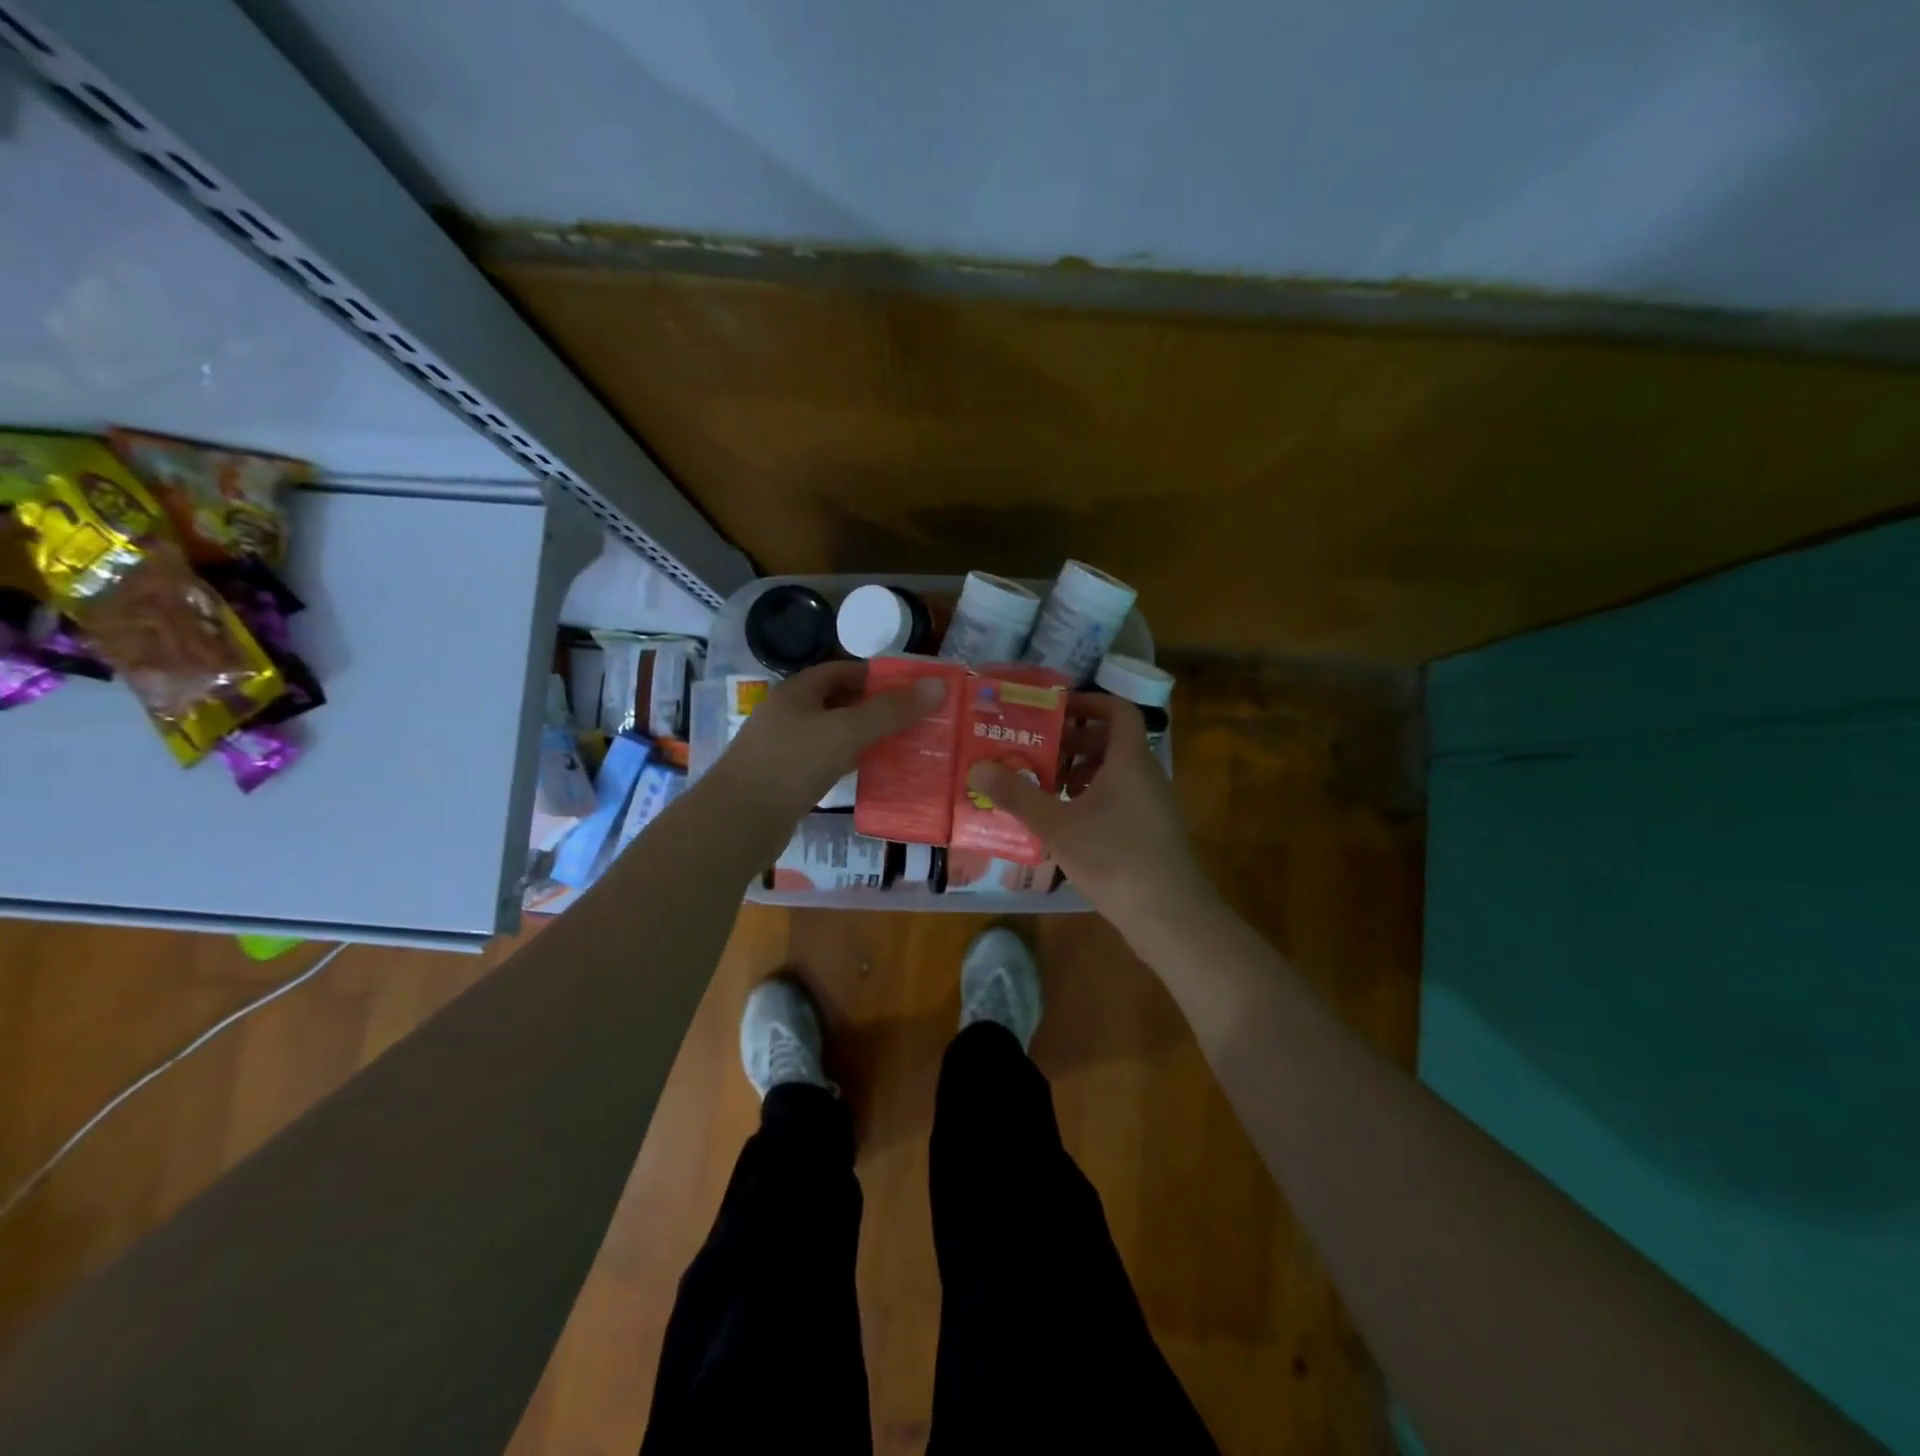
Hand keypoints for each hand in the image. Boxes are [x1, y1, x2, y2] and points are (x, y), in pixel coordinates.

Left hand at [711, 659, 945, 833]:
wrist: (737, 822)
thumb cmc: (791, 764)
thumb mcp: (846, 731)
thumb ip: (891, 710)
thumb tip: (938, 685)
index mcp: (797, 691)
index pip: (843, 671)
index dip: (878, 676)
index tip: (912, 689)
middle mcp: (789, 714)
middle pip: (840, 702)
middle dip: (877, 709)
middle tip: (916, 720)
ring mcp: (785, 748)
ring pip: (834, 735)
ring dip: (866, 738)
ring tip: (905, 746)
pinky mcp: (786, 780)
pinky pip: (826, 763)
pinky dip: (851, 764)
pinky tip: (873, 775)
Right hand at [967, 694, 1215, 939]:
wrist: (1169, 914)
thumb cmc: (1114, 858)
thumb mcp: (1057, 825)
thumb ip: (1017, 795)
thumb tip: (978, 767)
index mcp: (1129, 760)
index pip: (1117, 710)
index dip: (1089, 702)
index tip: (1055, 709)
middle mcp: (1147, 774)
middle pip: (1112, 741)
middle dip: (1074, 741)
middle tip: (1038, 750)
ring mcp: (1154, 804)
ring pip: (1116, 772)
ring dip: (1081, 772)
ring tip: (1047, 787)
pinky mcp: (1153, 830)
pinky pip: (1122, 797)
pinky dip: (1094, 797)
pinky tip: (1068, 823)